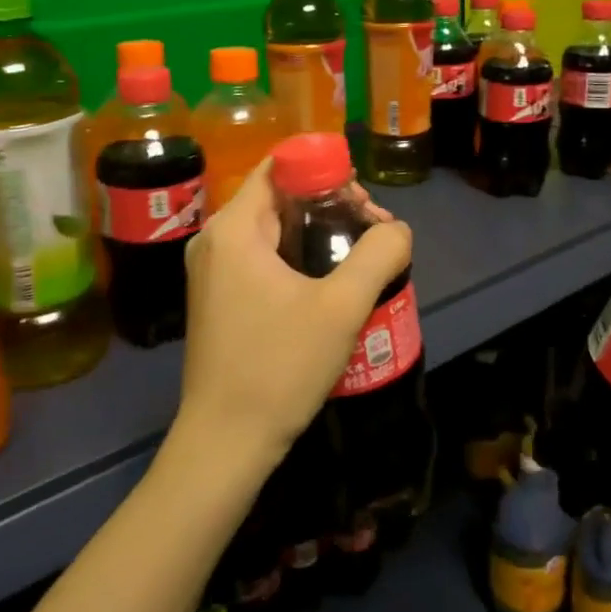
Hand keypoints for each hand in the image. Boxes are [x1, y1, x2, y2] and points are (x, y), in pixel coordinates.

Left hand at [176, 159, 412, 476]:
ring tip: (361, 257)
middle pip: (279, 197)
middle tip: (372, 231)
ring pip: (274, 229)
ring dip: (318, 233)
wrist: (226, 443)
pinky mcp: (220, 298)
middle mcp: (215, 240)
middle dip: (329, 204)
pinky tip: (330, 283)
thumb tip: (397, 229)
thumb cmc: (279, 367)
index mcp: (234, 228)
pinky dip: (298, 257)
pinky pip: (263, 257)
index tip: (363, 201)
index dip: (325, 170)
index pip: (280, 167)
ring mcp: (213, 271)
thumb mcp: (341, 307)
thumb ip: (379, 254)